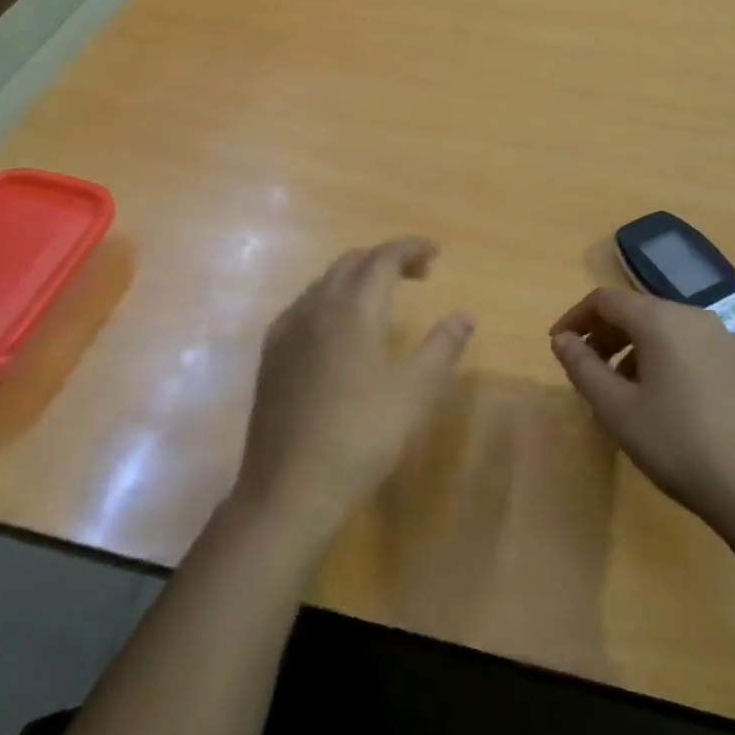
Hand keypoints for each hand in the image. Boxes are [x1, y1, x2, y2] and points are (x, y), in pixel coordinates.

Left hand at [234, 237, 474, 539]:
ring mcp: (287, 329)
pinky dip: (331, 299)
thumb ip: (442, 347)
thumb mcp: (415, 393)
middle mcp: (316, 307)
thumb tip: (464, 315)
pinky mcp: (271, 354)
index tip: (436, 251)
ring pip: (325, 282)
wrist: (290, 487)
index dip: (410, 247)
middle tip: (418, 274)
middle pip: (352, 263)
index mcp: (353, 308)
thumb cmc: (361, 436)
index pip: (383, 258)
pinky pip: (304, 306)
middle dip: (386, 259)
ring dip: (357, 277)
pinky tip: (339, 328)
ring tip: (383, 297)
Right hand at [549, 287, 734, 532]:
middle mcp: (696, 317)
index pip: (606, 300)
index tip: (559, 346)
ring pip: (669, 331)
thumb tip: (562, 339)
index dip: (576, 318)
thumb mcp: (617, 410)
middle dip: (606, 336)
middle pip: (639, 312)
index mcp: (661, 320)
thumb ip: (583, 368)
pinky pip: (696, 350)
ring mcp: (728, 340)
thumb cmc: (680, 445)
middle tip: (588, 371)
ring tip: (626, 393)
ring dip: (637, 351)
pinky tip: (671, 405)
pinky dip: (670, 362)